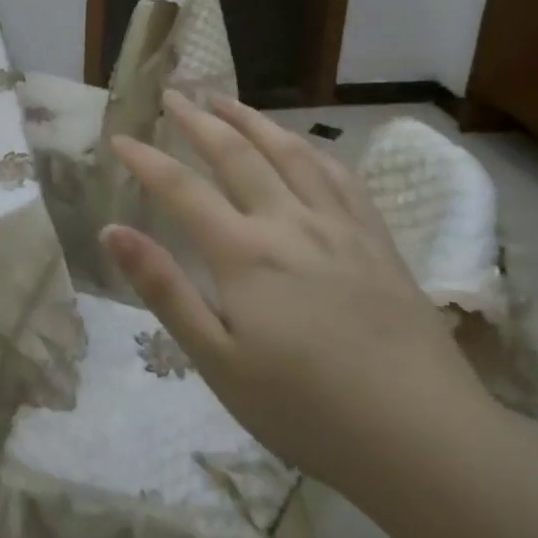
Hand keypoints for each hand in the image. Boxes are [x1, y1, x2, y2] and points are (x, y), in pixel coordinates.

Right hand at [104, 92, 494, 492]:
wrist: (426, 441)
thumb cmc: (306, 410)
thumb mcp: (217, 360)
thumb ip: (164, 289)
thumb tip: (112, 231)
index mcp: (244, 253)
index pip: (181, 189)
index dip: (145, 160)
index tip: (118, 137)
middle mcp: (289, 223)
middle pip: (236, 154)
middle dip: (198, 120)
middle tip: (174, 96)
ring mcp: (339, 227)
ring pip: (291, 153)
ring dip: (253, 121)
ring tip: (227, 103)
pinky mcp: (378, 241)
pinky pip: (341, 176)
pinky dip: (312, 149)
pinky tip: (304, 146)